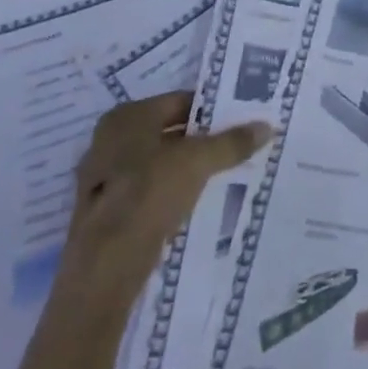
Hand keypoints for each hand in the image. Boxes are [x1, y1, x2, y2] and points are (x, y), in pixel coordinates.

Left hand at [61, 93, 272, 306]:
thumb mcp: (200, 161)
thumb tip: (266, 126)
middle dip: (201, 141)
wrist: (106, 266)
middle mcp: (108, 141)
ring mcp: (101, 180)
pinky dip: (170, 193)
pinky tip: (194, 203)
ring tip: (222, 175)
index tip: (240, 121)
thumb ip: (233, 142)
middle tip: (236, 146)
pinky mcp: (103, 214)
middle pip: (168, 133)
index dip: (212, 110)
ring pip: (158, 164)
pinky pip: (147, 192)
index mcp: (127, 117)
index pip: (180, 102)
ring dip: (186, 169)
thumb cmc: (150, 193)